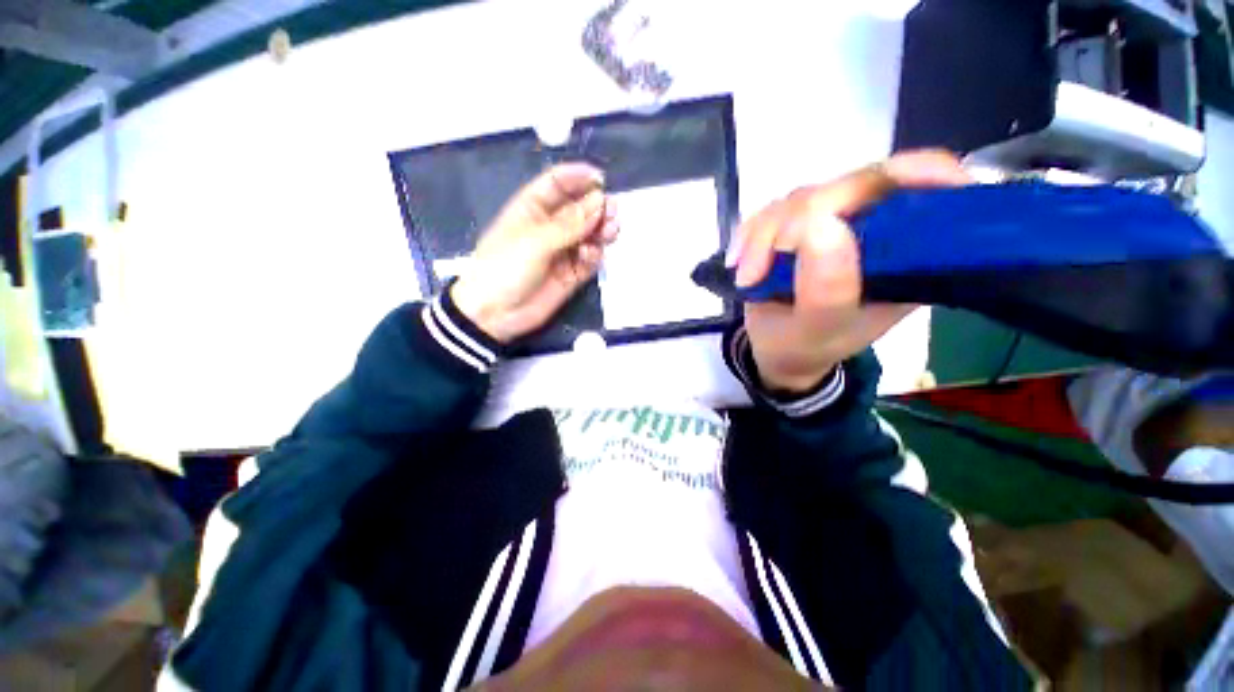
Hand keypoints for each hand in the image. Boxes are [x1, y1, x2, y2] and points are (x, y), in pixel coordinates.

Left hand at [451, 163, 618, 342]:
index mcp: (532, 208)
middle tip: (612, 212)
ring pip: (589, 234)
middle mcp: (550, 227)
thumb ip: (569, 224)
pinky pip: (590, 259)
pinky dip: (595, 255)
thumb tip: (599, 201)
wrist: (494, 314)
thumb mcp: (534, 241)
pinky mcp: (572, 274)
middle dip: (597, 207)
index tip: (601, 180)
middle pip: (580, 208)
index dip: (579, 177)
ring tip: (610, 231)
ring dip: (602, 230)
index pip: (558, 184)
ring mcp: (562, 251)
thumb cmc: (504, 268)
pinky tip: (591, 256)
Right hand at [730, 150, 971, 393]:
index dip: (917, 174)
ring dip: (763, 236)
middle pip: (853, 186)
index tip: (881, 188)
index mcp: (909, 256)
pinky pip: (773, 210)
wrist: (776, 349)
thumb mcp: (817, 330)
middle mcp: (878, 230)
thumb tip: (820, 224)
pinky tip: (738, 262)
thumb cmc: (804, 346)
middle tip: (759, 268)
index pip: (931, 190)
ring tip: (747, 278)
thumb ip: (826, 289)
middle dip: (796, 222)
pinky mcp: (800, 225)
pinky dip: (749, 234)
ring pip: (804, 197)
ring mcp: (835, 223)